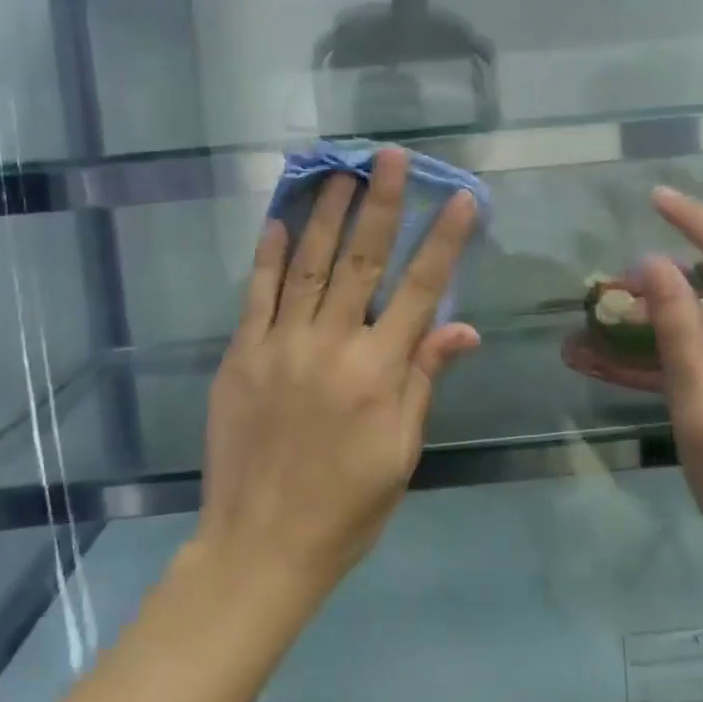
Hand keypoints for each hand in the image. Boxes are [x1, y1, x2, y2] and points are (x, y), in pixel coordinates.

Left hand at [197, 149, 480, 599]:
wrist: (261, 545)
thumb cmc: (347, 507)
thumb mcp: (401, 451)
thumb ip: (424, 379)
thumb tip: (461, 326)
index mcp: (378, 372)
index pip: (420, 290)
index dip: (444, 241)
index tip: (460, 198)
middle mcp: (331, 345)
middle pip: (361, 262)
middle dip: (381, 204)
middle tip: (390, 156)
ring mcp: (280, 346)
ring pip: (307, 265)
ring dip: (326, 214)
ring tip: (340, 172)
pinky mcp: (240, 356)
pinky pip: (255, 295)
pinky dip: (266, 255)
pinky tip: (276, 219)